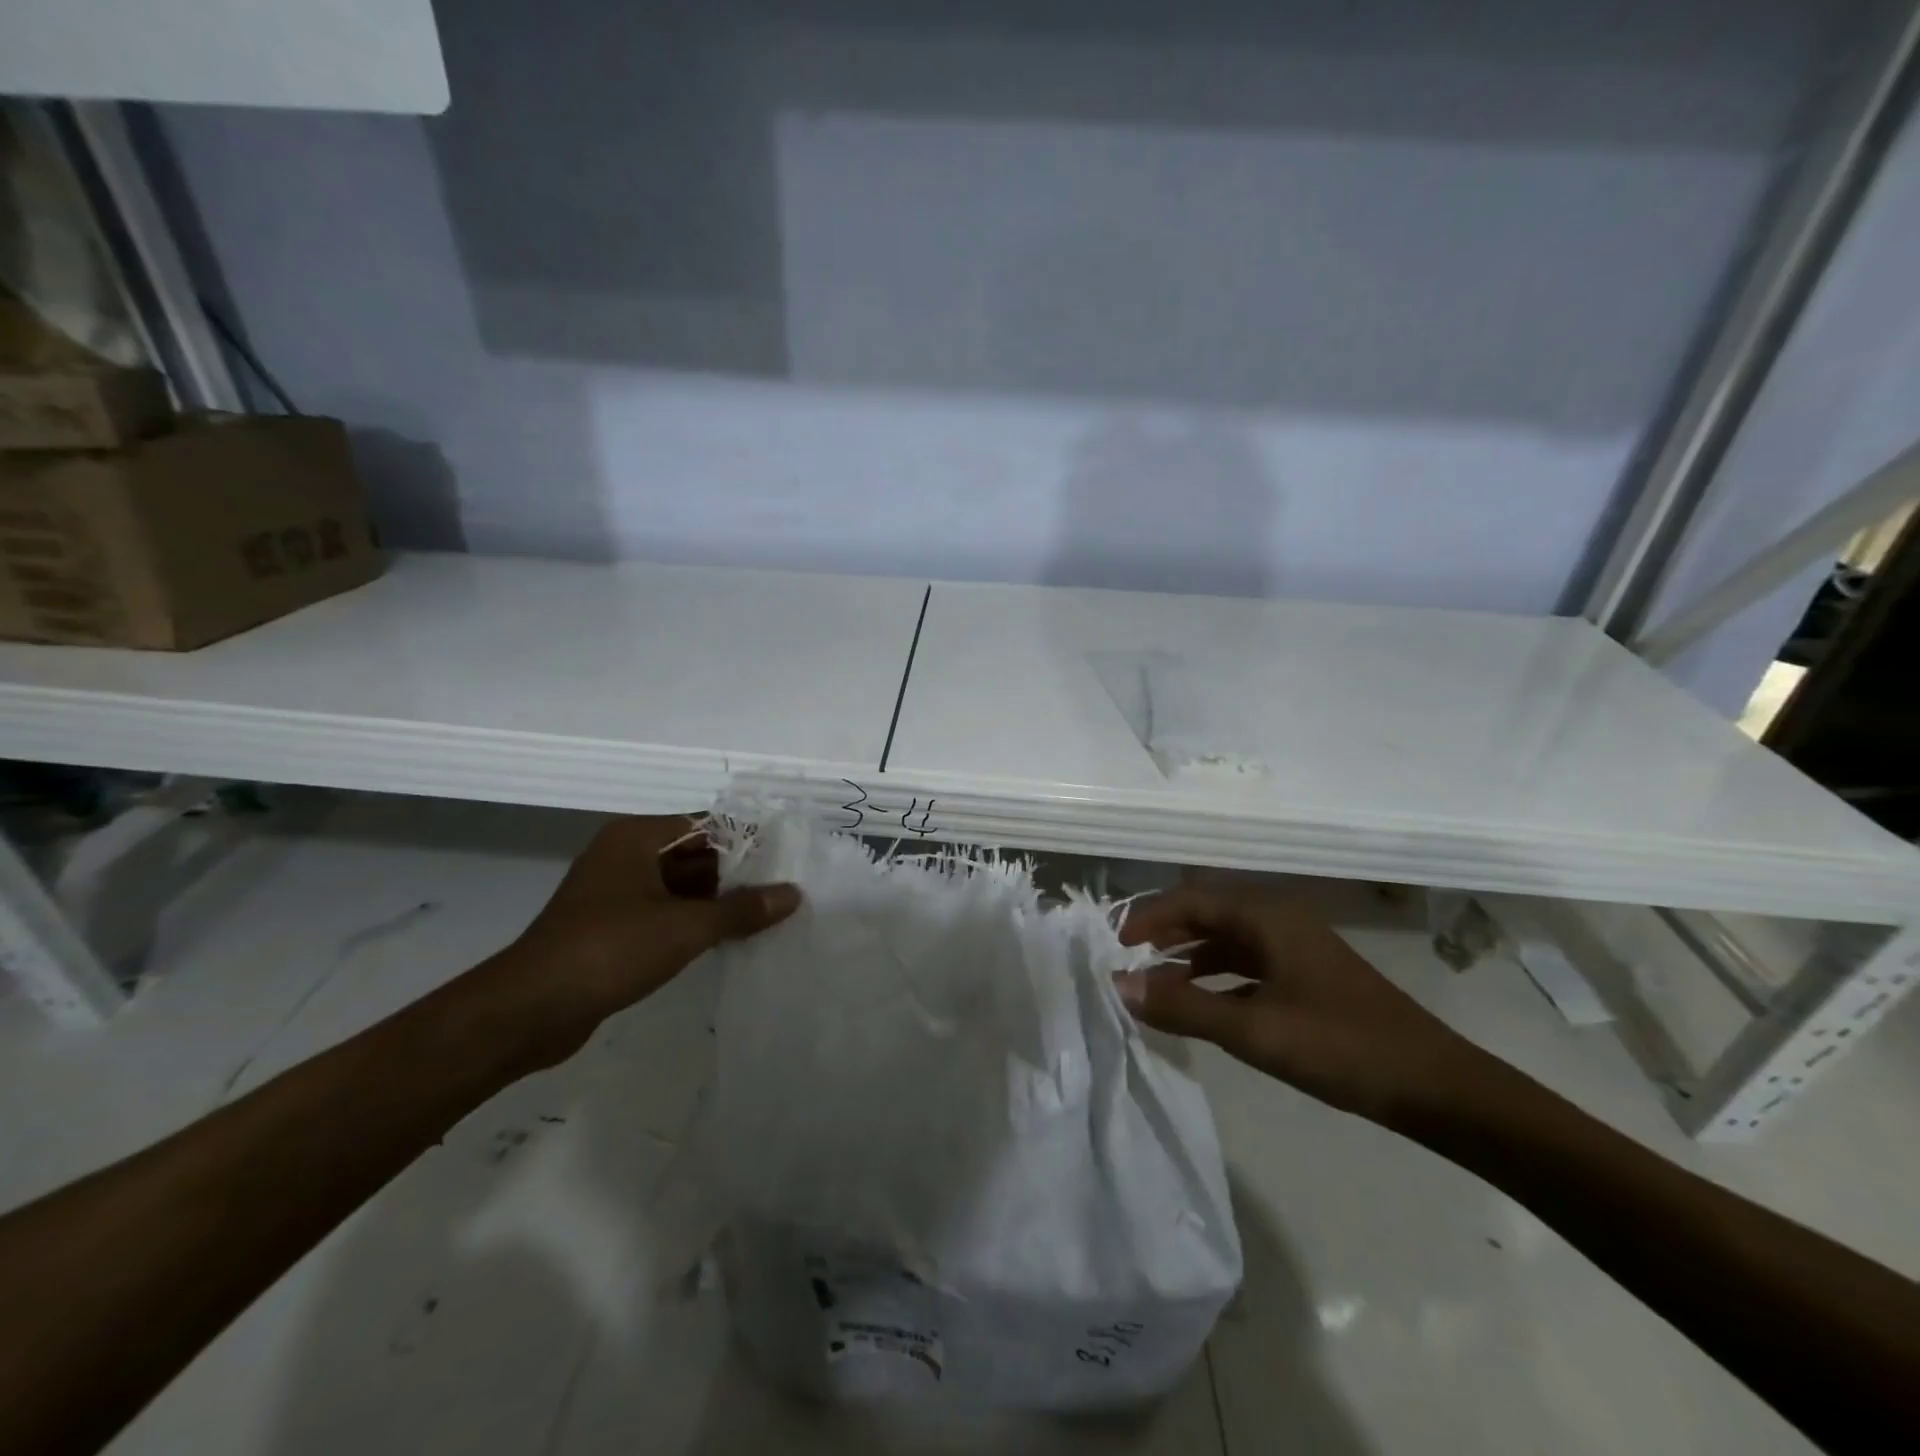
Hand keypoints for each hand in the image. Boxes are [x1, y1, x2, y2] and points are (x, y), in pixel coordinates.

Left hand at [487, 815, 799, 1063]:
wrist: (530, 1009)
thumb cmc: (611, 949)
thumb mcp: (686, 927)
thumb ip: (742, 909)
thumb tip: (793, 894)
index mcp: (636, 838)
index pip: (706, 826)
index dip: (746, 843)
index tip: (785, 862)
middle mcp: (623, 856)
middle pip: (693, 855)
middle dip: (735, 875)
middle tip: (781, 893)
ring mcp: (613, 893)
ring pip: (678, 887)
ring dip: (715, 902)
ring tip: (763, 918)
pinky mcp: (608, 927)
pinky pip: (661, 914)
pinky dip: (691, 923)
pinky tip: (725, 940)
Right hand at [1118, 886, 1490, 1124]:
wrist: (1437, 1088)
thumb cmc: (1340, 1047)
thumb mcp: (1253, 1030)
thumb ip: (1182, 1007)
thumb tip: (1119, 985)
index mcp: (1267, 915)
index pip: (1191, 899)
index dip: (1147, 916)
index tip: (1114, 944)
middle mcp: (1279, 919)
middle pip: (1208, 912)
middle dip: (1164, 932)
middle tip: (1127, 960)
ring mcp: (1297, 947)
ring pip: (1227, 938)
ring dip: (1188, 954)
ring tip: (1154, 981)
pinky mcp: (1308, 975)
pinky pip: (1248, 962)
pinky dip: (1216, 975)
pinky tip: (1202, 1001)